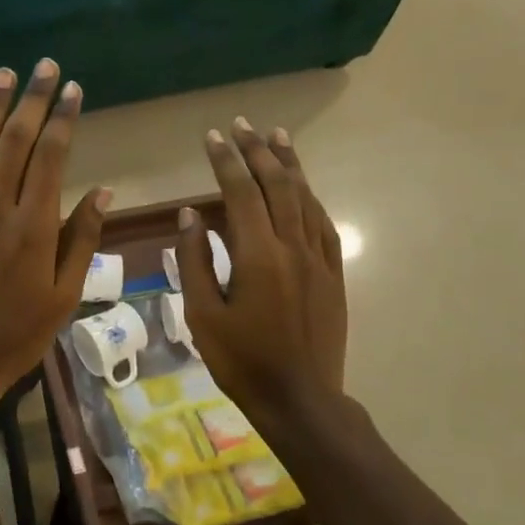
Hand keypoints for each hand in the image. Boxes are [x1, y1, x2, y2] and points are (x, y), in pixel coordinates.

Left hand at [0, 59, 110, 416]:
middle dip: (32, 99)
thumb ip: (82, 239)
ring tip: (4, 75)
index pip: (51, 157)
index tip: (72, 88)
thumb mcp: (64, 296)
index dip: (63, 118)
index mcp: (33, 226)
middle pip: (14, 142)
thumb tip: (102, 191)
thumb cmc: (14, 336)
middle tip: (42, 65)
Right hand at [177, 119, 347, 432]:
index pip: (241, 193)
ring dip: (289, 165)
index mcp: (258, 256)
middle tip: (242, 125)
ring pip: (305, 198)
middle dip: (258, 151)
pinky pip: (323, 224)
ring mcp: (319, 259)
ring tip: (277, 137)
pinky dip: (311, 198)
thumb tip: (190, 215)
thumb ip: (194, 261)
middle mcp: (293, 247)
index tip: (213, 137)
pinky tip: (304, 187)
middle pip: (277, 185)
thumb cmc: (242, 361)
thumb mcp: (203, 315)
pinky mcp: (334, 274)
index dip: (226, 161)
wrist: (300, 398)